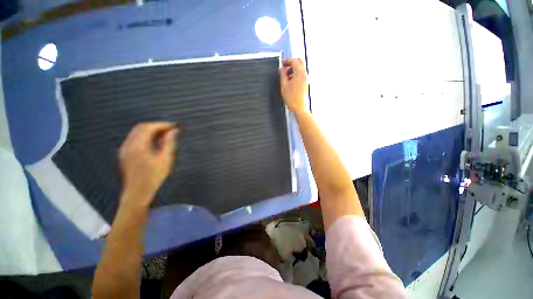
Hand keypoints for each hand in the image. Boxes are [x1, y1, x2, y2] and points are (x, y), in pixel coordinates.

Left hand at [118, 122, 178, 206]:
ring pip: (137, 132)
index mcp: (138, 146)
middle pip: (141, 127)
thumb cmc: (153, 177)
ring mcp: (124, 149)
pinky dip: (145, 136)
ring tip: (165, 135)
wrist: (137, 192)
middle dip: (156, 126)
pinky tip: (155, 142)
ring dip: (151, 130)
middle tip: (170, 130)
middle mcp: (128, 145)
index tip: (174, 126)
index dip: (162, 125)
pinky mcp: (125, 153)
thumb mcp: (165, 159)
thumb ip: (169, 143)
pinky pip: (134, 138)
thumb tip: (174, 131)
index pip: (149, 127)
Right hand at [280, 58, 307, 113]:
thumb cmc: (291, 97)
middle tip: (284, 67)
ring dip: (293, 69)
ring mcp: (306, 79)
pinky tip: (290, 81)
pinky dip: (296, 74)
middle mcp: (304, 74)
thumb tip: (282, 68)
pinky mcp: (306, 84)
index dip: (287, 61)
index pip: (294, 61)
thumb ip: (282, 74)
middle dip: (291, 63)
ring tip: (286, 76)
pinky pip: (301, 75)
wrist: (299, 107)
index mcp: (299, 73)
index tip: (281, 63)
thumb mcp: (284, 85)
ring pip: (300, 69)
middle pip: (299, 62)